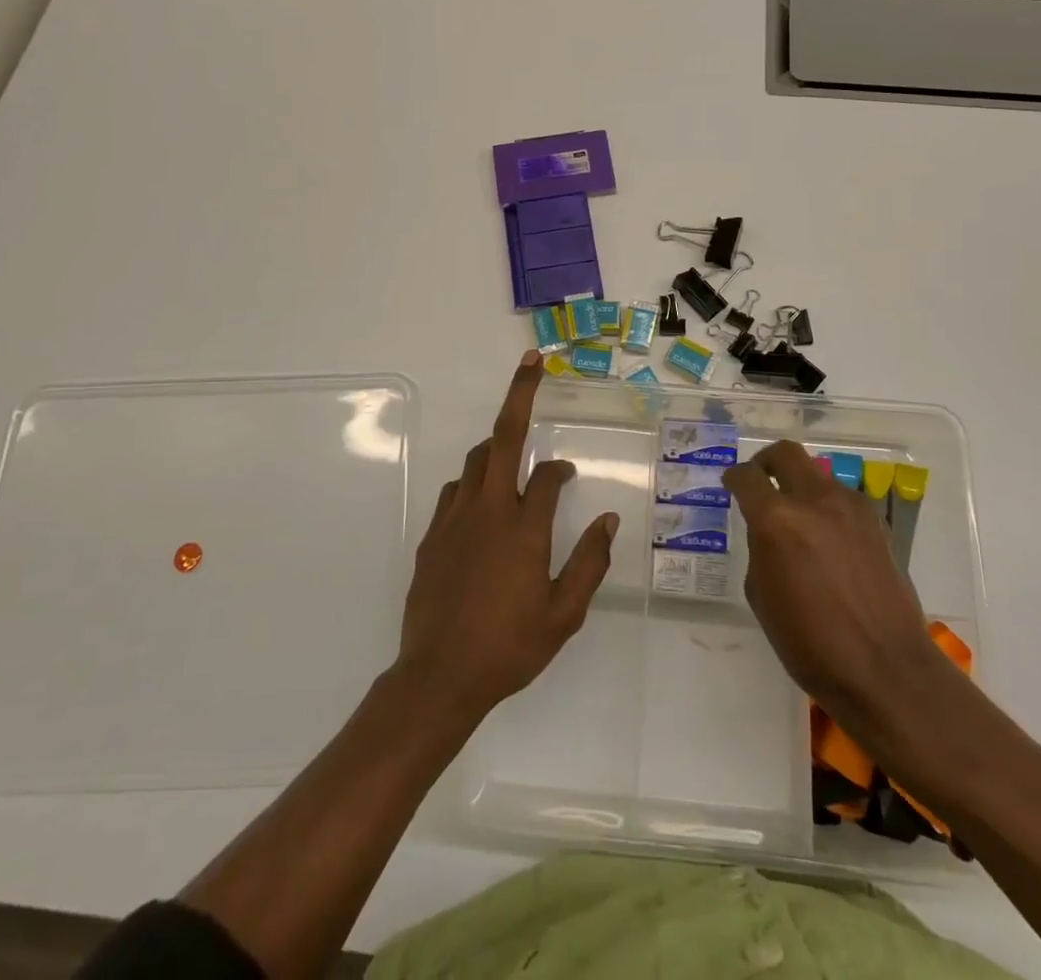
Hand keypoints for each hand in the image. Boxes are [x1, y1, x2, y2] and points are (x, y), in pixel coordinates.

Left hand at [394, 352, 618, 720]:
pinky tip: (481, 503)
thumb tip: (609, 520)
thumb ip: (590, 563)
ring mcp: (455, 520)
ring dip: (496, 447)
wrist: (438, 678)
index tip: (568, 474)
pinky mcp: (432, 536)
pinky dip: (472, 483)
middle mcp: (489, 511)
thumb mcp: (563, 615)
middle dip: (520, 395)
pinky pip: (455, 491)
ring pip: (476, 462)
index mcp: (524, 529)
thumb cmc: (508, 648)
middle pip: (503, 438)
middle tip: (532, 363)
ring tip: (512, 453)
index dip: (561, 469)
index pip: (547, 477)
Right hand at [723, 441, 950, 726]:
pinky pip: (842, 499)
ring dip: (801, 486)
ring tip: (798, 519)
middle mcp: (814, 500)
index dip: (734, 478)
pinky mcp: (876, 521)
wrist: (886, 669)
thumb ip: (760, 549)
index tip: (731, 485)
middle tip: (761, 480)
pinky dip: (827, 507)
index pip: (746, 477)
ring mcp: (850, 507)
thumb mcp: (761, 596)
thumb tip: (768, 529)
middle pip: (785, 453)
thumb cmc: (811, 644)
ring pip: (817, 474)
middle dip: (767, 462)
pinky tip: (828, 540)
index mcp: (777, 520)